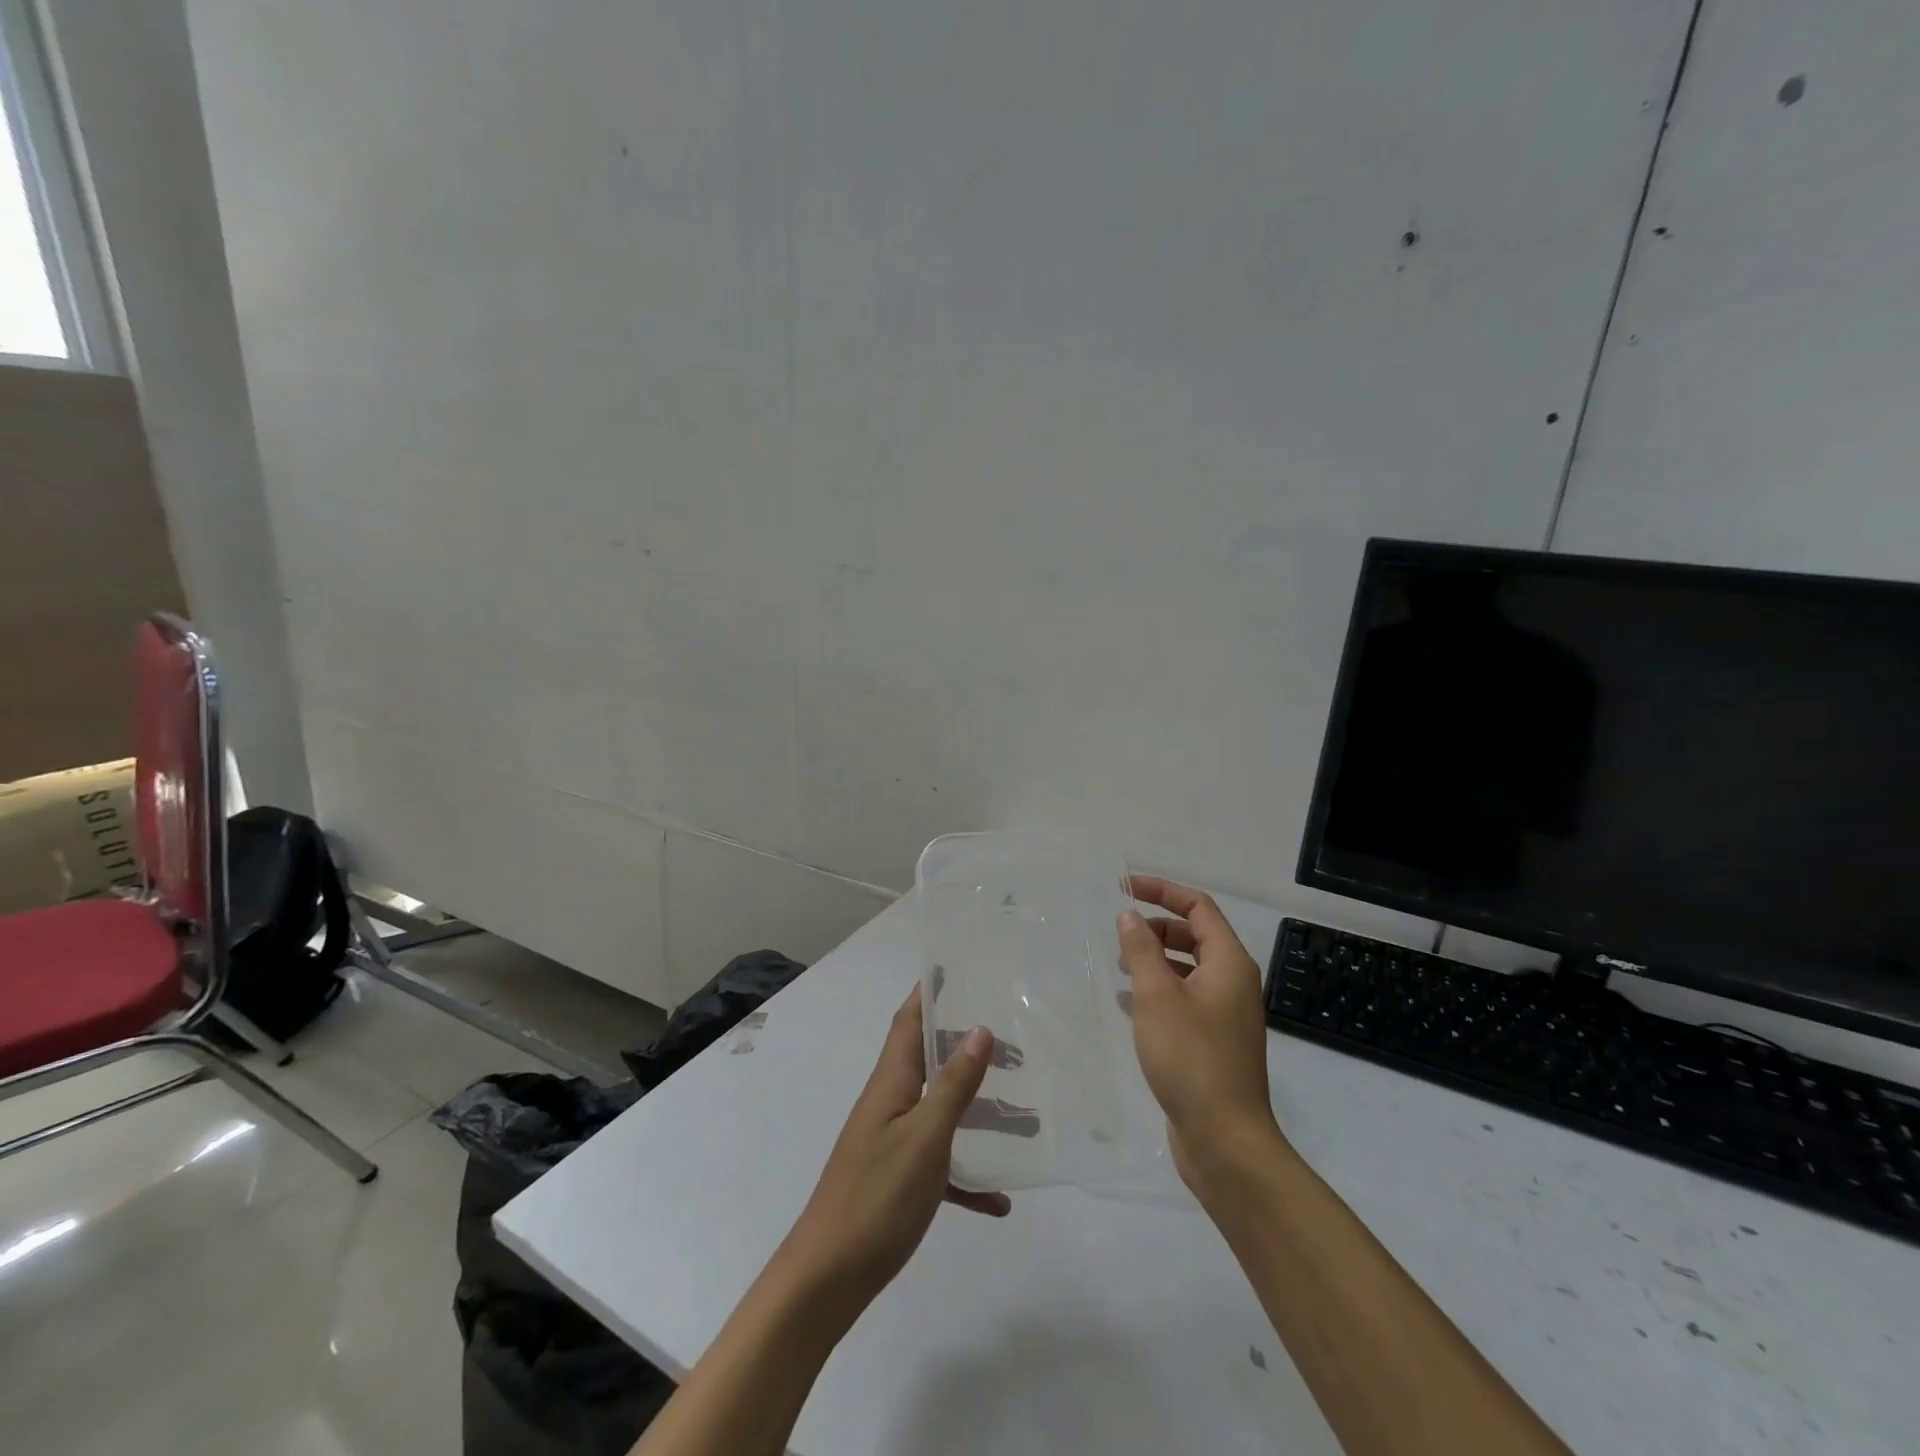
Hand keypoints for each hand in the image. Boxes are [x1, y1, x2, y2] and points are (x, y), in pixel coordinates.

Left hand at [776, 987, 1008, 1320]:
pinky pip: (941, 1166)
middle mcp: (890, 1103)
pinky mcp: (898, 1183)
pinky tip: (1000, 1200)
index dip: (929, 993)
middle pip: (932, 1062)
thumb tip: (980, 1029)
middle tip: (1016, 1050)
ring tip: (1027, 1119)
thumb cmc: (876, 1197)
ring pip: (942, 1113)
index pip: (909, 1021)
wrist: (827, 1280)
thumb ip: (953, 1085)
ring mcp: (892, 1143)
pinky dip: (968, 1175)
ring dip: (980, 1112)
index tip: (956, 969)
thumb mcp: (924, 1137)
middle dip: (969, 1050)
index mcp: (891, 1082)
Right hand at [1119, 876, 1285, 1192]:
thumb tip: (1129, 915)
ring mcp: (1225, 1015)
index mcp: (1229, 963)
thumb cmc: (1191, 1058)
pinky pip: (1184, 1000)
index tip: (1126, 888)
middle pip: (1195, 935)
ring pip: (1188, 969)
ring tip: (1120, 967)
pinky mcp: (1213, 1042)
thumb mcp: (1158, 996)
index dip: (1163, 891)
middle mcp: (1233, 983)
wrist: (1225, 1140)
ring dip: (1155, 960)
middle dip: (1157, 927)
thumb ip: (1141, 950)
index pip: (1199, 907)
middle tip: (1119, 934)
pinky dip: (1158, 991)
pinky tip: (1128, 1003)